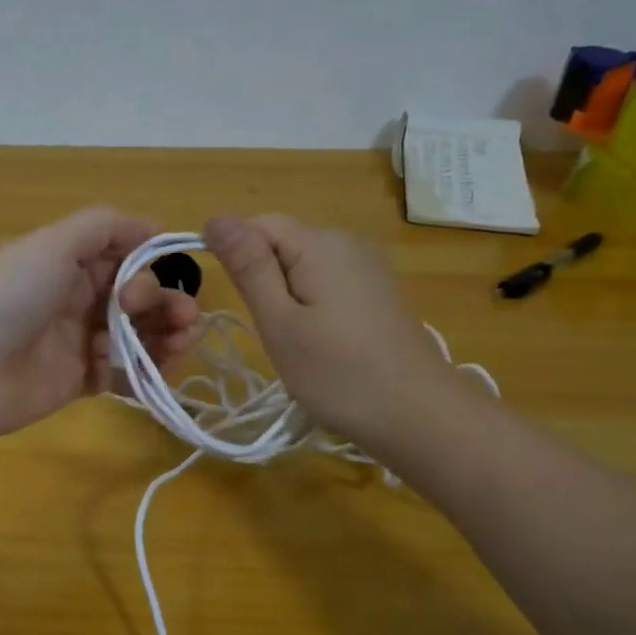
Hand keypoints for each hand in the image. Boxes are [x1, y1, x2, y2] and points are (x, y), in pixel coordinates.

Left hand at [0, 207, 200, 438]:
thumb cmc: (9, 297)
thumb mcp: (52, 242)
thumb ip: (104, 226)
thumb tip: (155, 226)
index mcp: (67, 263)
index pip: (124, 258)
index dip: (150, 266)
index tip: (164, 276)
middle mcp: (75, 299)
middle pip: (137, 298)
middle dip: (166, 304)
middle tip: (181, 318)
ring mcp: (77, 342)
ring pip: (137, 337)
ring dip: (166, 337)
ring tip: (181, 344)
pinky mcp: (78, 382)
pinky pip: (123, 375)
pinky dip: (145, 373)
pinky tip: (156, 373)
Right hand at [204, 213, 471, 452]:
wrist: (420, 416)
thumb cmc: (338, 373)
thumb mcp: (279, 322)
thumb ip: (248, 267)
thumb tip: (215, 217)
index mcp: (321, 243)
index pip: (257, 224)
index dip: (234, 254)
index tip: (234, 301)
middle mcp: (347, 242)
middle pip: (281, 242)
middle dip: (260, 279)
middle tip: (269, 330)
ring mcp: (367, 267)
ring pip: (302, 266)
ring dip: (284, 296)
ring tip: (293, 341)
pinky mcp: (377, 292)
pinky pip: (326, 282)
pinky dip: (309, 306)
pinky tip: (318, 342)